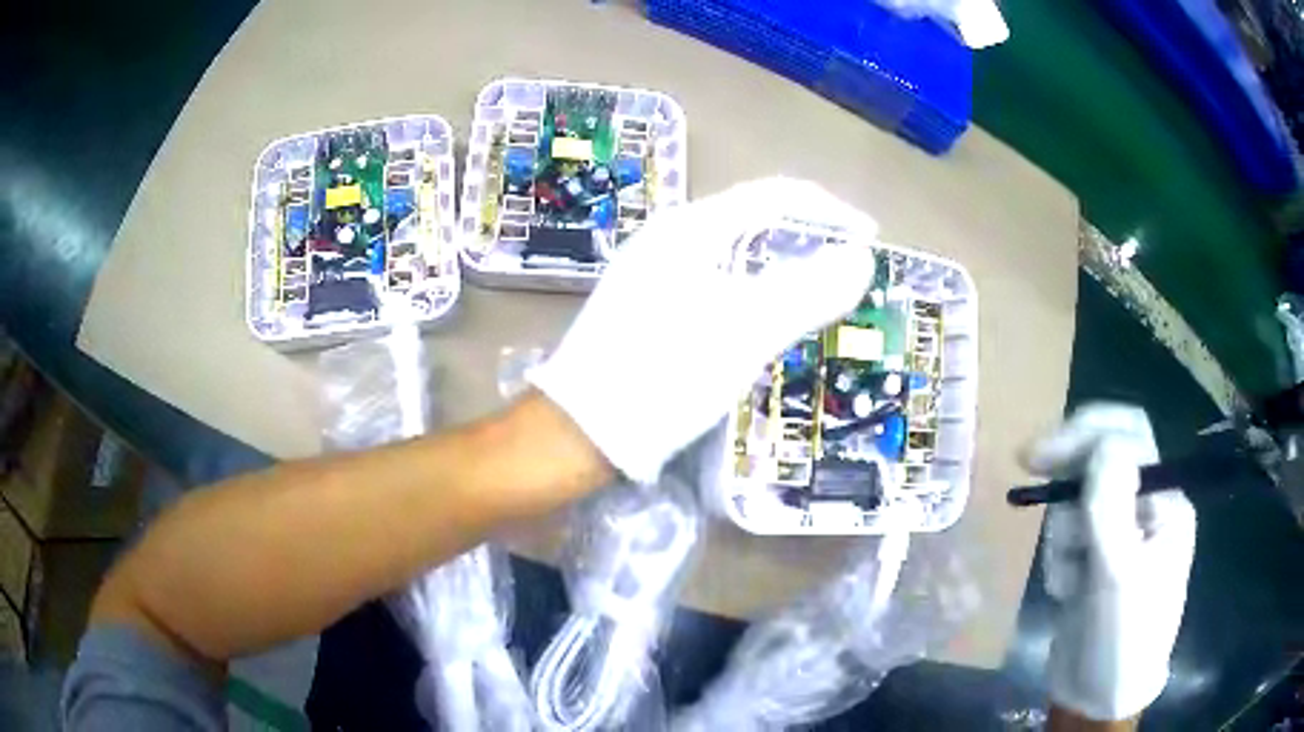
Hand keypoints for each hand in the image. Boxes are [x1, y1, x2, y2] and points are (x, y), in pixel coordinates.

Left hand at [529, 177, 876, 482]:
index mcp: (690, 229)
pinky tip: (767, 320)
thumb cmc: (662, 379)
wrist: (579, 433)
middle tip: (849, 271)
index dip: (830, 211)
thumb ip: (808, 291)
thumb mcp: (746, 334)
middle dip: (808, 238)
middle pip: (754, 220)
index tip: (870, 239)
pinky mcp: (647, 305)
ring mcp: (652, 271)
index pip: (774, 195)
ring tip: (820, 294)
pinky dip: (755, 291)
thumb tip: (861, 259)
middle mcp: (669, 238)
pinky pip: (717, 281)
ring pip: (735, 253)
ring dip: (783, 267)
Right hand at [1027, 403, 1196, 721]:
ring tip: (1070, 579)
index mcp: (1165, 500)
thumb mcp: (1120, 574)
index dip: (1088, 431)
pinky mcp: (1095, 561)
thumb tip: (1101, 442)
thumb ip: (1111, 506)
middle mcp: (1145, 508)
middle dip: (1069, 476)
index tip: (1040, 452)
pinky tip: (1067, 590)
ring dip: (1065, 535)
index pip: (1131, 436)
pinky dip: (1060, 559)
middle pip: (1101, 463)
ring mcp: (1120, 535)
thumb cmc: (1122, 638)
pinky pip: (1068, 537)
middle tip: (1028, 469)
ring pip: (1078, 502)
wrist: (1099, 699)